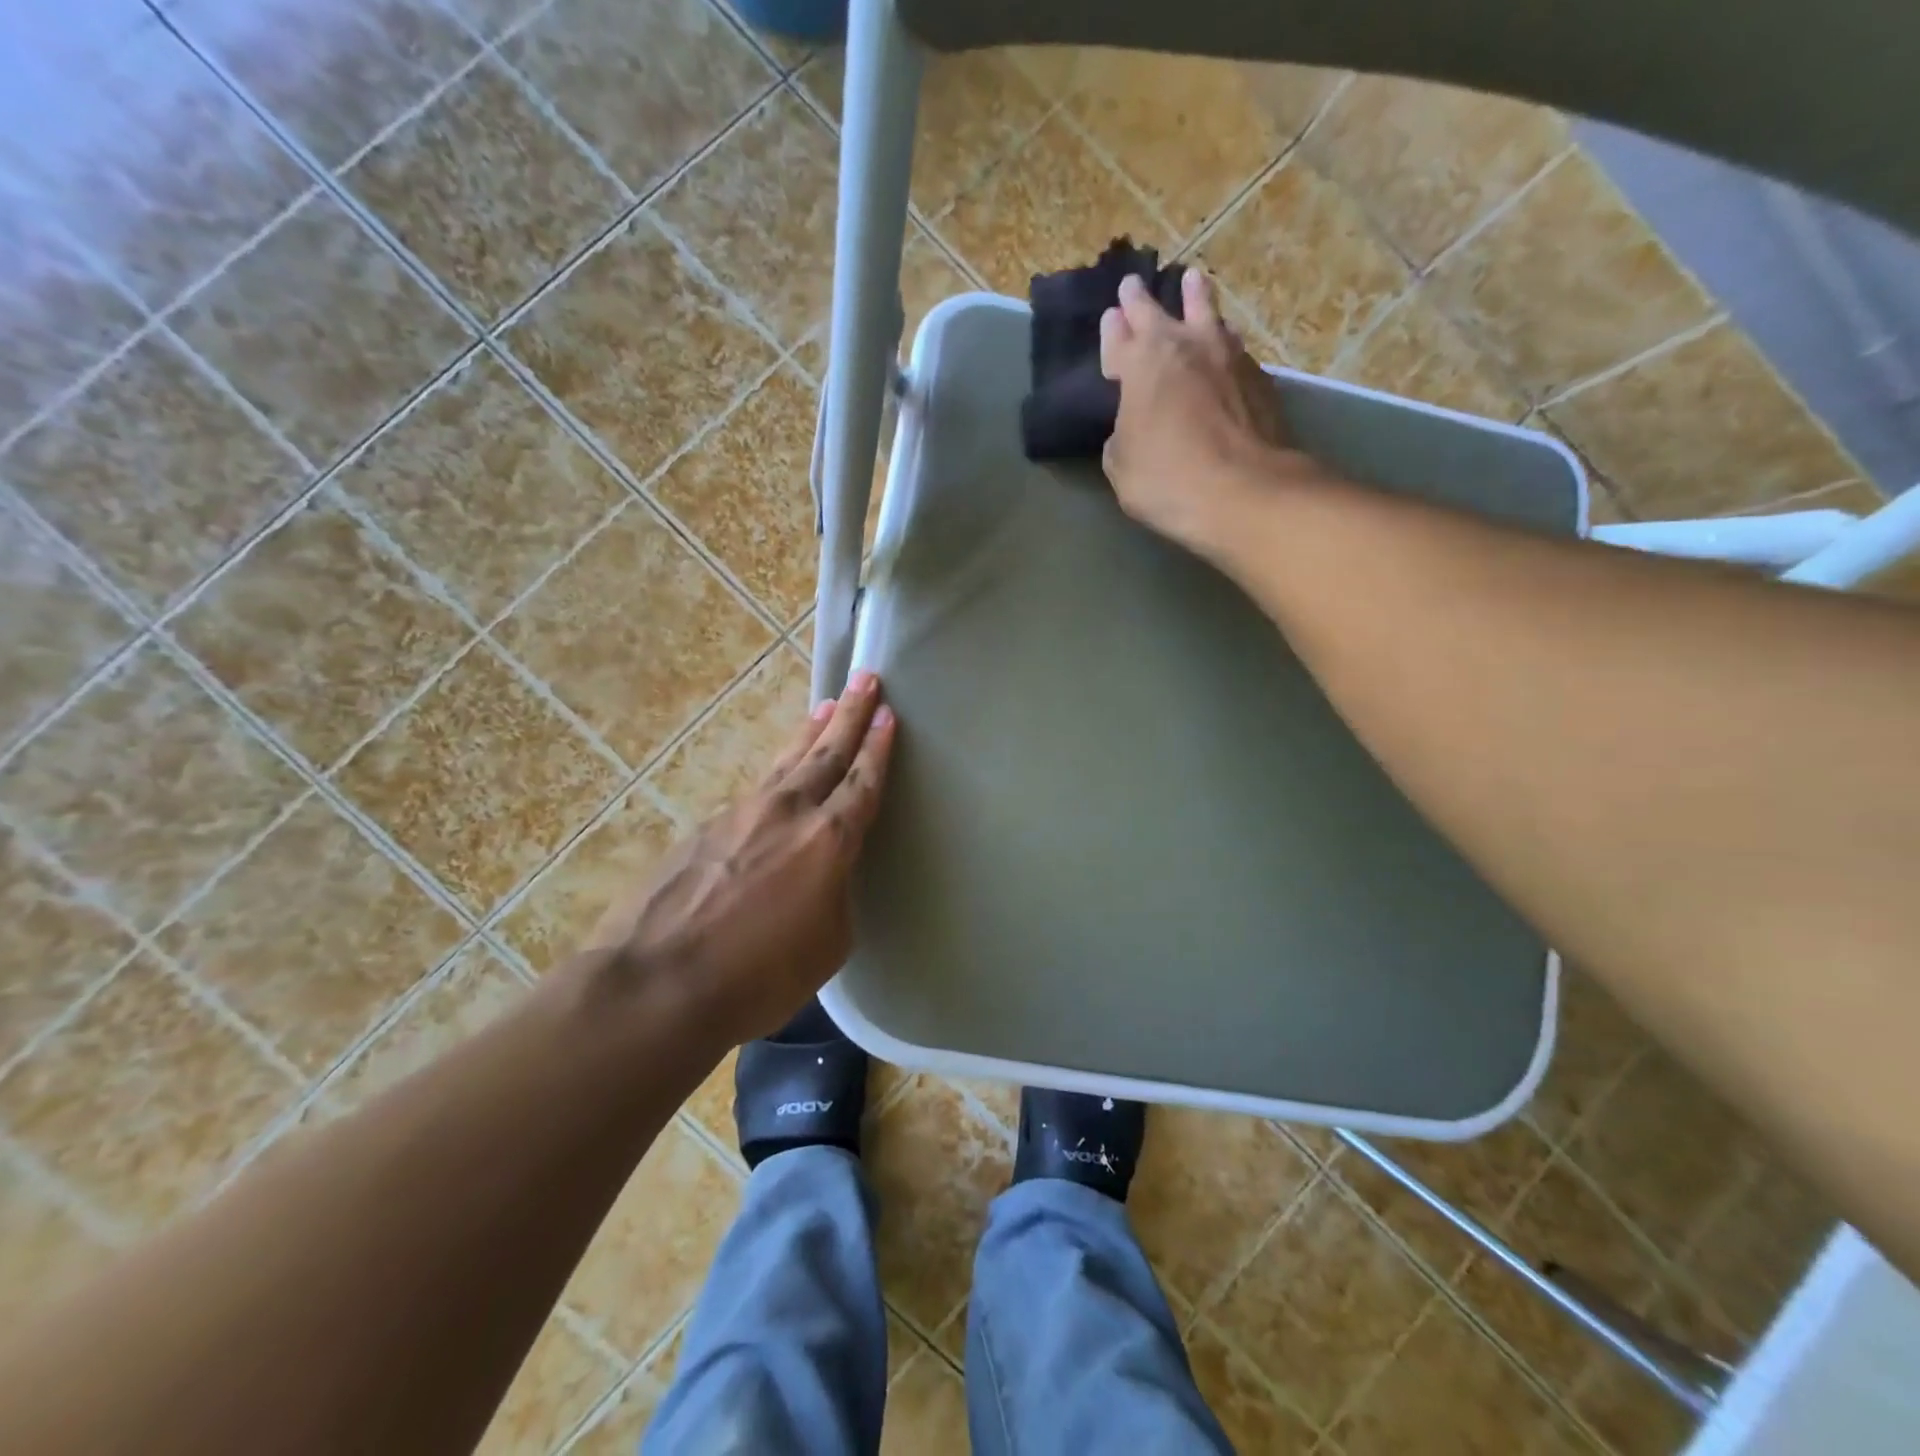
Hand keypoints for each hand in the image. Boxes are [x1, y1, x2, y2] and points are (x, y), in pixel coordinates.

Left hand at [586, 673, 896, 1046]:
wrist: (655, 985)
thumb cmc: (757, 977)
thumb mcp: (826, 945)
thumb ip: (834, 896)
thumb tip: (822, 878)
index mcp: (827, 840)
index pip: (862, 782)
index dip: (879, 748)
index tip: (888, 715)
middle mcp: (787, 812)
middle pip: (826, 752)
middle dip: (851, 714)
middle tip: (866, 679)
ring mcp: (740, 814)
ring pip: (785, 762)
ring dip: (810, 733)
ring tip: (826, 706)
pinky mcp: (703, 828)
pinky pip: (753, 792)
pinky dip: (774, 775)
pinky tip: (776, 782)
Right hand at [1099, 270, 1307, 557]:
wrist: (1243, 491)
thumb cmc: (1167, 479)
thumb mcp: (1121, 466)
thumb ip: (1122, 435)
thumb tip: (1134, 424)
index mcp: (1140, 365)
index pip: (1118, 338)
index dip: (1112, 330)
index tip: (1110, 317)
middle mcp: (1182, 346)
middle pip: (1156, 312)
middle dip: (1141, 300)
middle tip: (1133, 285)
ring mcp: (1226, 355)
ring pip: (1206, 313)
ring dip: (1195, 298)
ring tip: (1193, 282)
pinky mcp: (1258, 375)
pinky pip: (1233, 344)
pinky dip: (1222, 338)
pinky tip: (1225, 339)